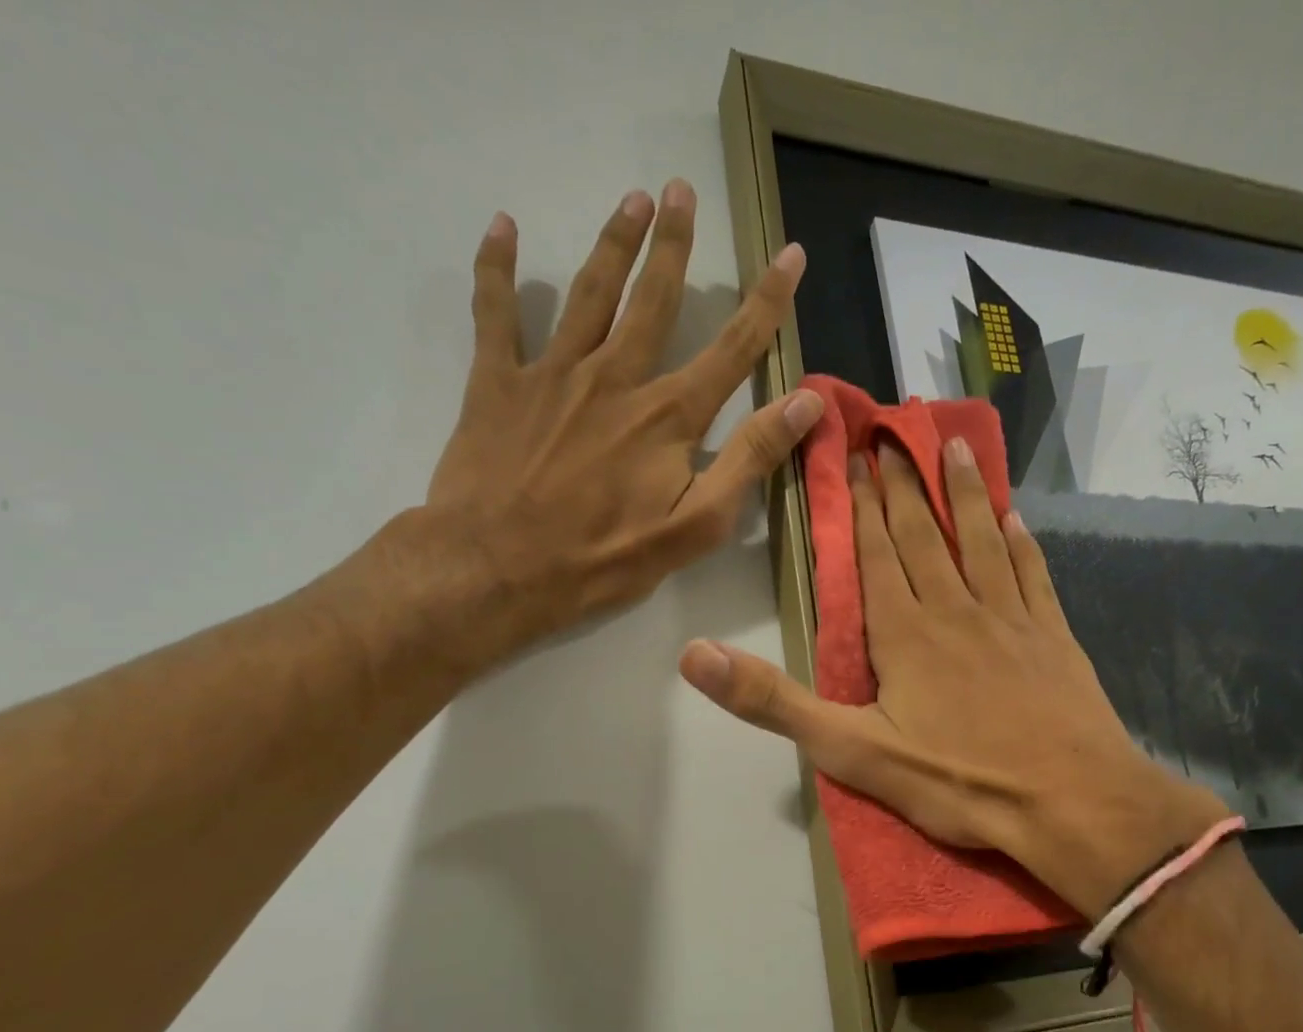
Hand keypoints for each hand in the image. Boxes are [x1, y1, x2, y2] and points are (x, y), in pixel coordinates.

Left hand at [405, 181, 821, 668]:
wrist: (497, 569)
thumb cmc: (602, 559)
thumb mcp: (694, 526)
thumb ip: (749, 461)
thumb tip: (806, 401)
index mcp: (667, 417)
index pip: (732, 349)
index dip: (766, 301)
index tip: (791, 255)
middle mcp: (615, 378)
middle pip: (653, 299)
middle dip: (673, 245)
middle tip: (681, 191)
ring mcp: (552, 374)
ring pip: (589, 293)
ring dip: (613, 243)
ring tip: (631, 200)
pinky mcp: (497, 383)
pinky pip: (496, 313)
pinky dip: (497, 267)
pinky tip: (502, 228)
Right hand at [681, 438, 1226, 919]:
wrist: (1070, 802)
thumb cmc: (958, 780)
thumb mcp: (851, 751)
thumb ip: (774, 701)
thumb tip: (693, 655)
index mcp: (904, 633)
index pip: (876, 556)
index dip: (863, 508)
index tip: (856, 458)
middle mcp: (955, 609)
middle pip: (924, 536)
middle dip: (904, 486)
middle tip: (894, 435)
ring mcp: (1010, 618)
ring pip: (981, 540)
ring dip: (965, 494)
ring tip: (953, 448)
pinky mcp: (1053, 637)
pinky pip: (1033, 575)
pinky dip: (1021, 543)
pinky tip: (1016, 520)